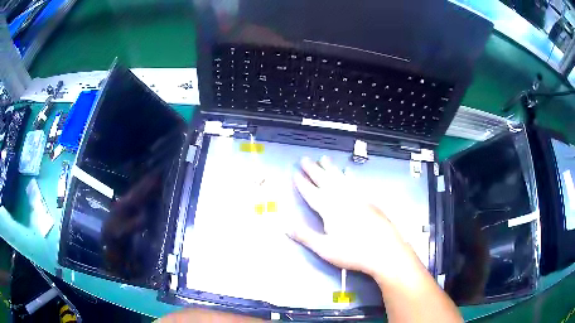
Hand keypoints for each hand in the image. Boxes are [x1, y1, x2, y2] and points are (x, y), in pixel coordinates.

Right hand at [288, 156, 419, 280]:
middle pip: (325, 181)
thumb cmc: (353, 252)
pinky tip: (348, 172)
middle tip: (305, 159)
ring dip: (330, 168)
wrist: (384, 250)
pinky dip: (350, 176)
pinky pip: (356, 183)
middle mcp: (342, 199)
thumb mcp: (325, 248)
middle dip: (313, 170)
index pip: (312, 193)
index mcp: (329, 209)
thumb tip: (285, 226)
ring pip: (340, 178)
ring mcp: (357, 198)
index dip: (302, 183)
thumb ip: (305, 236)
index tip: (295, 173)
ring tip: (324, 158)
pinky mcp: (368, 200)